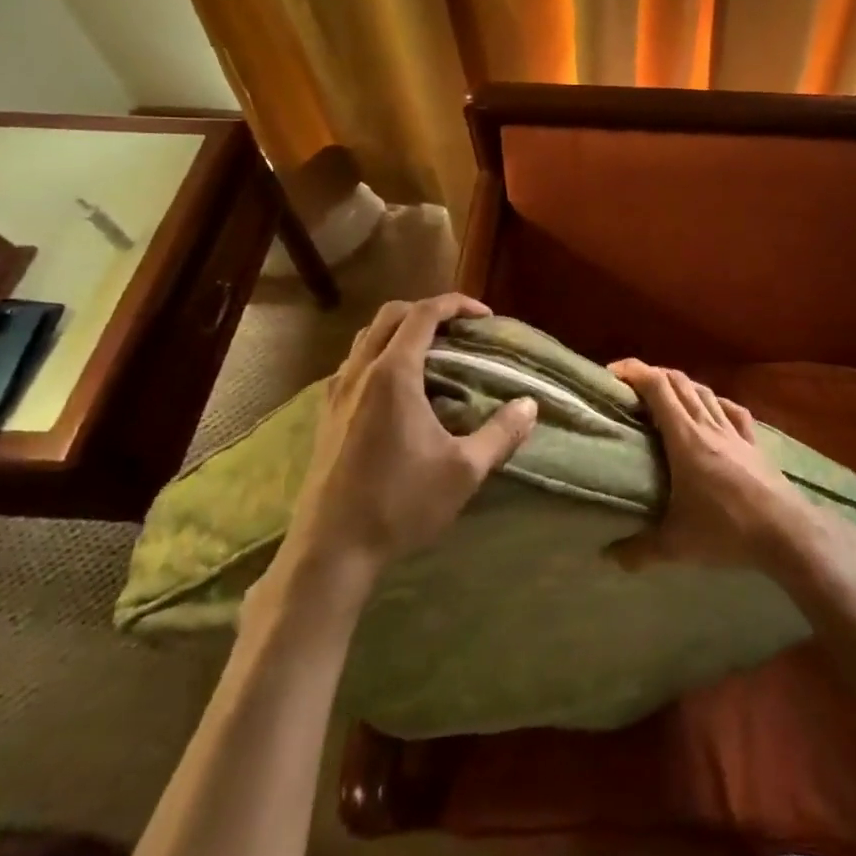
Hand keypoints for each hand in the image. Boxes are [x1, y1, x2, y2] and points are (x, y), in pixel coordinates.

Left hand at [275, 294, 537, 589]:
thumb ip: (501, 433)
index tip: (485, 316)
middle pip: (389, 316)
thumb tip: (530, 405)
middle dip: (427, 311)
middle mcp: (360, 373)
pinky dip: (378, 357)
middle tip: (459, 330)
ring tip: (431, 355)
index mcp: (393, 374)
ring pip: (365, 339)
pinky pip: (352, 366)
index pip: (423, 314)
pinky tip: (397, 391)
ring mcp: (336, 394)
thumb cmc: (400, 504)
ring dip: (399, 332)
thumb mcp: (464, 470)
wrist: (331, 551)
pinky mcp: (325, 417)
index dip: (456, 305)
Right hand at [604, 360, 822, 574]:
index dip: (634, 372)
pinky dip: (715, 402)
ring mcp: (734, 432)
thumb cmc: (726, 530)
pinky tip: (712, 409)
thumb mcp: (676, 545)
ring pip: (705, 392)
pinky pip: (732, 411)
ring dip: (681, 386)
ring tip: (664, 398)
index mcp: (685, 438)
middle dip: (651, 375)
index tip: (612, 374)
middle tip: (630, 389)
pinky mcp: (754, 443)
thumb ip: (640, 550)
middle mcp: (708, 425)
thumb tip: (609, 558)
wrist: (785, 532)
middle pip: (679, 382)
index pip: (657, 387)